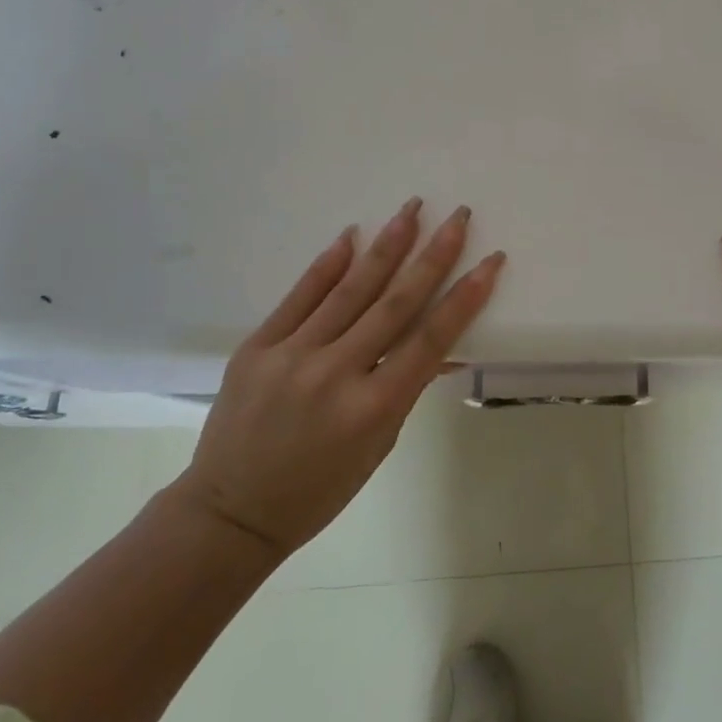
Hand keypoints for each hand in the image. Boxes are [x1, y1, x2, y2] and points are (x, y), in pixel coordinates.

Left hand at [171, 198, 504, 561]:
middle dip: (432, 255)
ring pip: (350, 289)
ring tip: (412, 209)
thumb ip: (407, 389)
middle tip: (457, 216)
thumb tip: (442, 348)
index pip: (431, 339)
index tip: (490, 261)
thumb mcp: (379, 446)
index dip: (465, 297)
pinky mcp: (257, 347)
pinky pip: (300, 296)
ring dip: (386, 246)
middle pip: (395, 302)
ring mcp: (292, 356)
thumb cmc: (320, 490)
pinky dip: (328, 265)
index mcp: (374, 407)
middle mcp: (336, 373)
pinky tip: (351, 236)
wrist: (231, 512)